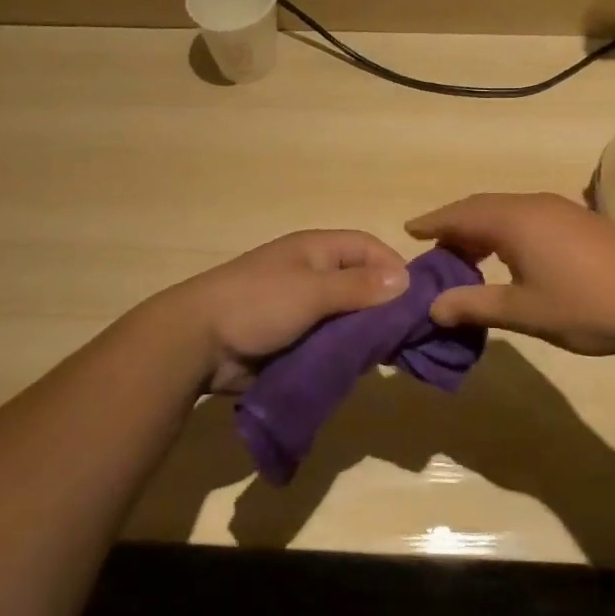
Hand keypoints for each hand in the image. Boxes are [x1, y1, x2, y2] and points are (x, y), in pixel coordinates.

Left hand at [162, 230, 409, 391]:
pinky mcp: (292, 338)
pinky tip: (360, 368)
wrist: (197, 341)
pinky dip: (345, 352)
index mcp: (316, 250)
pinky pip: (329, 341)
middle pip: (361, 282)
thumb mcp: (312, 291)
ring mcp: (301, 307)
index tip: (417, 299)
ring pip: (347, 316)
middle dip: (384, 305)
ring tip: (389, 356)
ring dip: (365, 333)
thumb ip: (358, 287)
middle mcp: (312, 274)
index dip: (394, 267)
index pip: (368, 247)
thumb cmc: (257, 303)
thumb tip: (406, 280)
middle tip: (408, 335)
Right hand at [407, 192, 614, 355]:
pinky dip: (506, 230)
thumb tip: (433, 307)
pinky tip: (511, 257)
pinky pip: (527, 216)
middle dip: (455, 225)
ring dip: (482, 228)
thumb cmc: (587, 305)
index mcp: (514, 220)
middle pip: (482, 206)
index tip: (408, 231)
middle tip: (434, 249)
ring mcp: (561, 208)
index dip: (432, 223)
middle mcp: (533, 204)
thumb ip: (475, 305)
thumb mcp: (524, 311)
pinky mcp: (580, 220)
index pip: (460, 214)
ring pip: (507, 210)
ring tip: (468, 256)